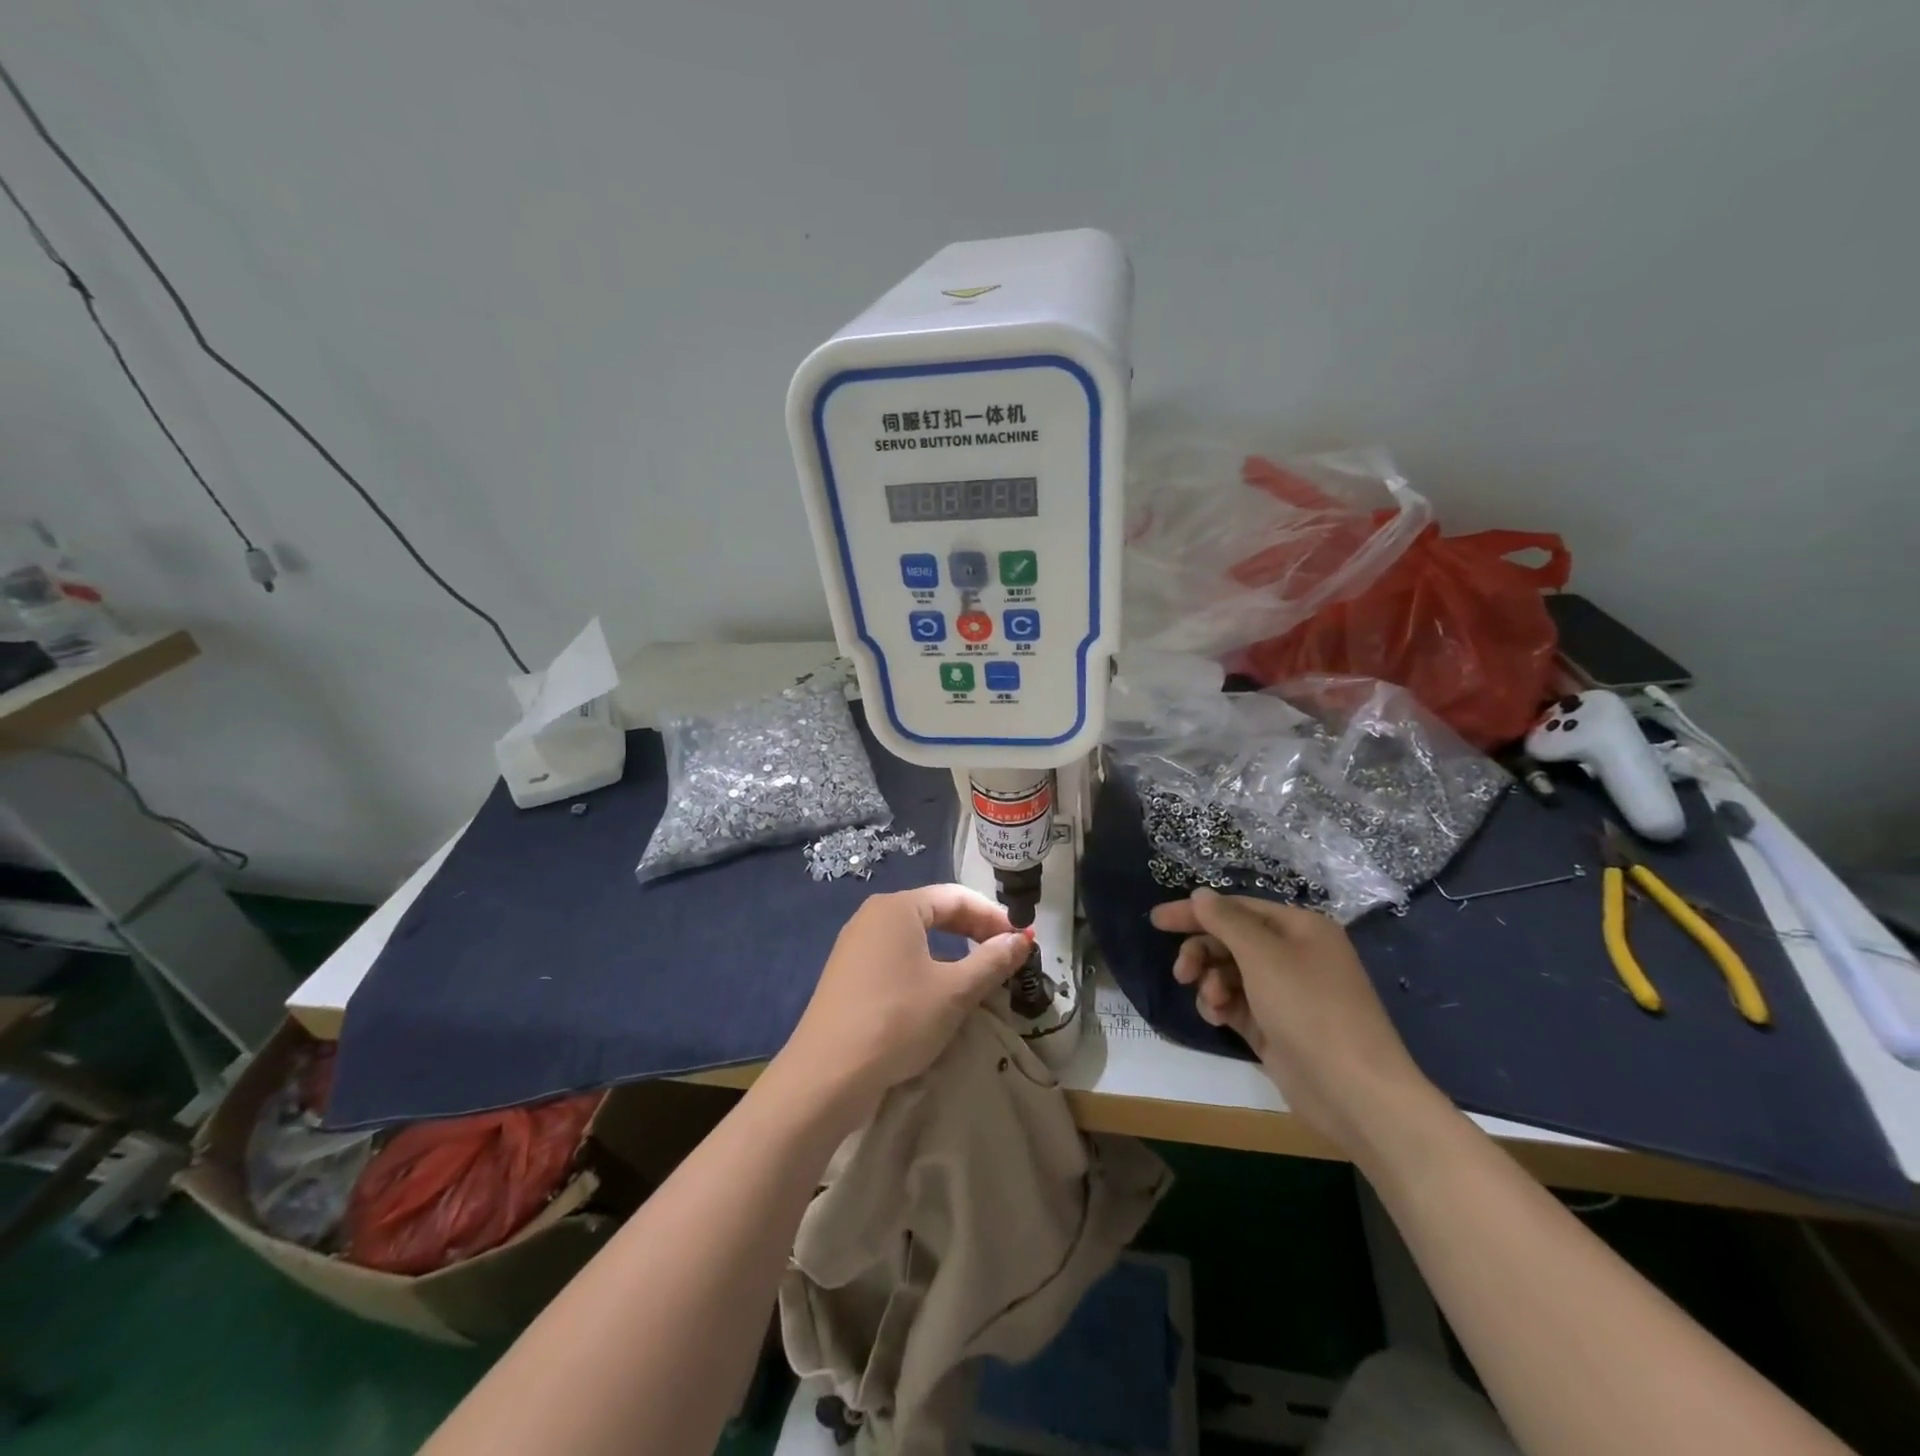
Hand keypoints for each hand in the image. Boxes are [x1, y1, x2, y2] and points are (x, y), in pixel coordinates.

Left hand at [777, 885, 1032, 1117]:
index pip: (956, 896)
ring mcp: (856, 944)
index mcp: (898, 907)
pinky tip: (940, 990)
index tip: (1022, 939)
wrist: (827, 1075)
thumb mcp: (954, 992)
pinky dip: (926, 964)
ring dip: (952, 949)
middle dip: (973, 930)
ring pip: (916, 935)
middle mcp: (873, 916)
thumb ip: (991, 961)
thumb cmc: (897, 1020)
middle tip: (1006, 954)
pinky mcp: (849, 974)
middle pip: (935, 911)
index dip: (993, 915)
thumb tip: (1022, 940)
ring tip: (979, 972)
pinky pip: (897, 955)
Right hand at [1149, 890, 1436, 1149]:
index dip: (1196, 912)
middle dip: (1203, 952)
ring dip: (1212, 983)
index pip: (1237, 908)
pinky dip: (1221, 1006)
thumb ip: (1226, 921)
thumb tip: (1201, 894)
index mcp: (1300, 928)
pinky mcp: (1275, 1026)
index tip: (1157, 921)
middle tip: (1181, 972)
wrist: (1356, 1093)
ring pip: (1230, 973)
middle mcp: (1294, 954)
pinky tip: (1216, 1017)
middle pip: (1231, 940)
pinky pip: (1236, 1003)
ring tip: (1210, 1002)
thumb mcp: (1263, 956)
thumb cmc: (1310, 1010)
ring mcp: (1285, 993)